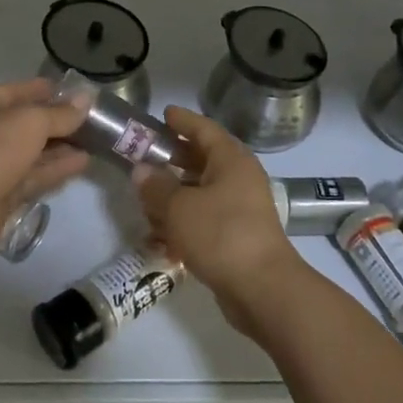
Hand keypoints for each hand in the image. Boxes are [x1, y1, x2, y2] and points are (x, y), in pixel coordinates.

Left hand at [0, 78, 90, 264]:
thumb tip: (86, 100)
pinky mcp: (1, 193)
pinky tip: (83, 162)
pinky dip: (56, 168)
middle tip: (93, 119)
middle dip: (57, 121)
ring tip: (95, 140)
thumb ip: (60, 113)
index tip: (78, 93)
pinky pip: (33, 175)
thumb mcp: (30, 122)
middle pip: (25, 123)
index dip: (47, 91)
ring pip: (31, 151)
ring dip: (61, 146)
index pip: (18, 91)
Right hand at [133, 106, 308, 336]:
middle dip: (174, 158)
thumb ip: (156, 186)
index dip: (183, 120)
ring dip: (175, 194)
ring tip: (146, 199)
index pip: (204, 129)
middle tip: (146, 155)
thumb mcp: (179, 208)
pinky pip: (205, 219)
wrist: (262, 288)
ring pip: (202, 191)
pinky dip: (184, 222)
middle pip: (203, 159)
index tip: (163, 114)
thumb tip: (141, 169)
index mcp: (231, 160)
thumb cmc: (221, 235)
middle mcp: (239, 178)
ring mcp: (241, 208)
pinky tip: (160, 236)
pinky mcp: (237, 236)